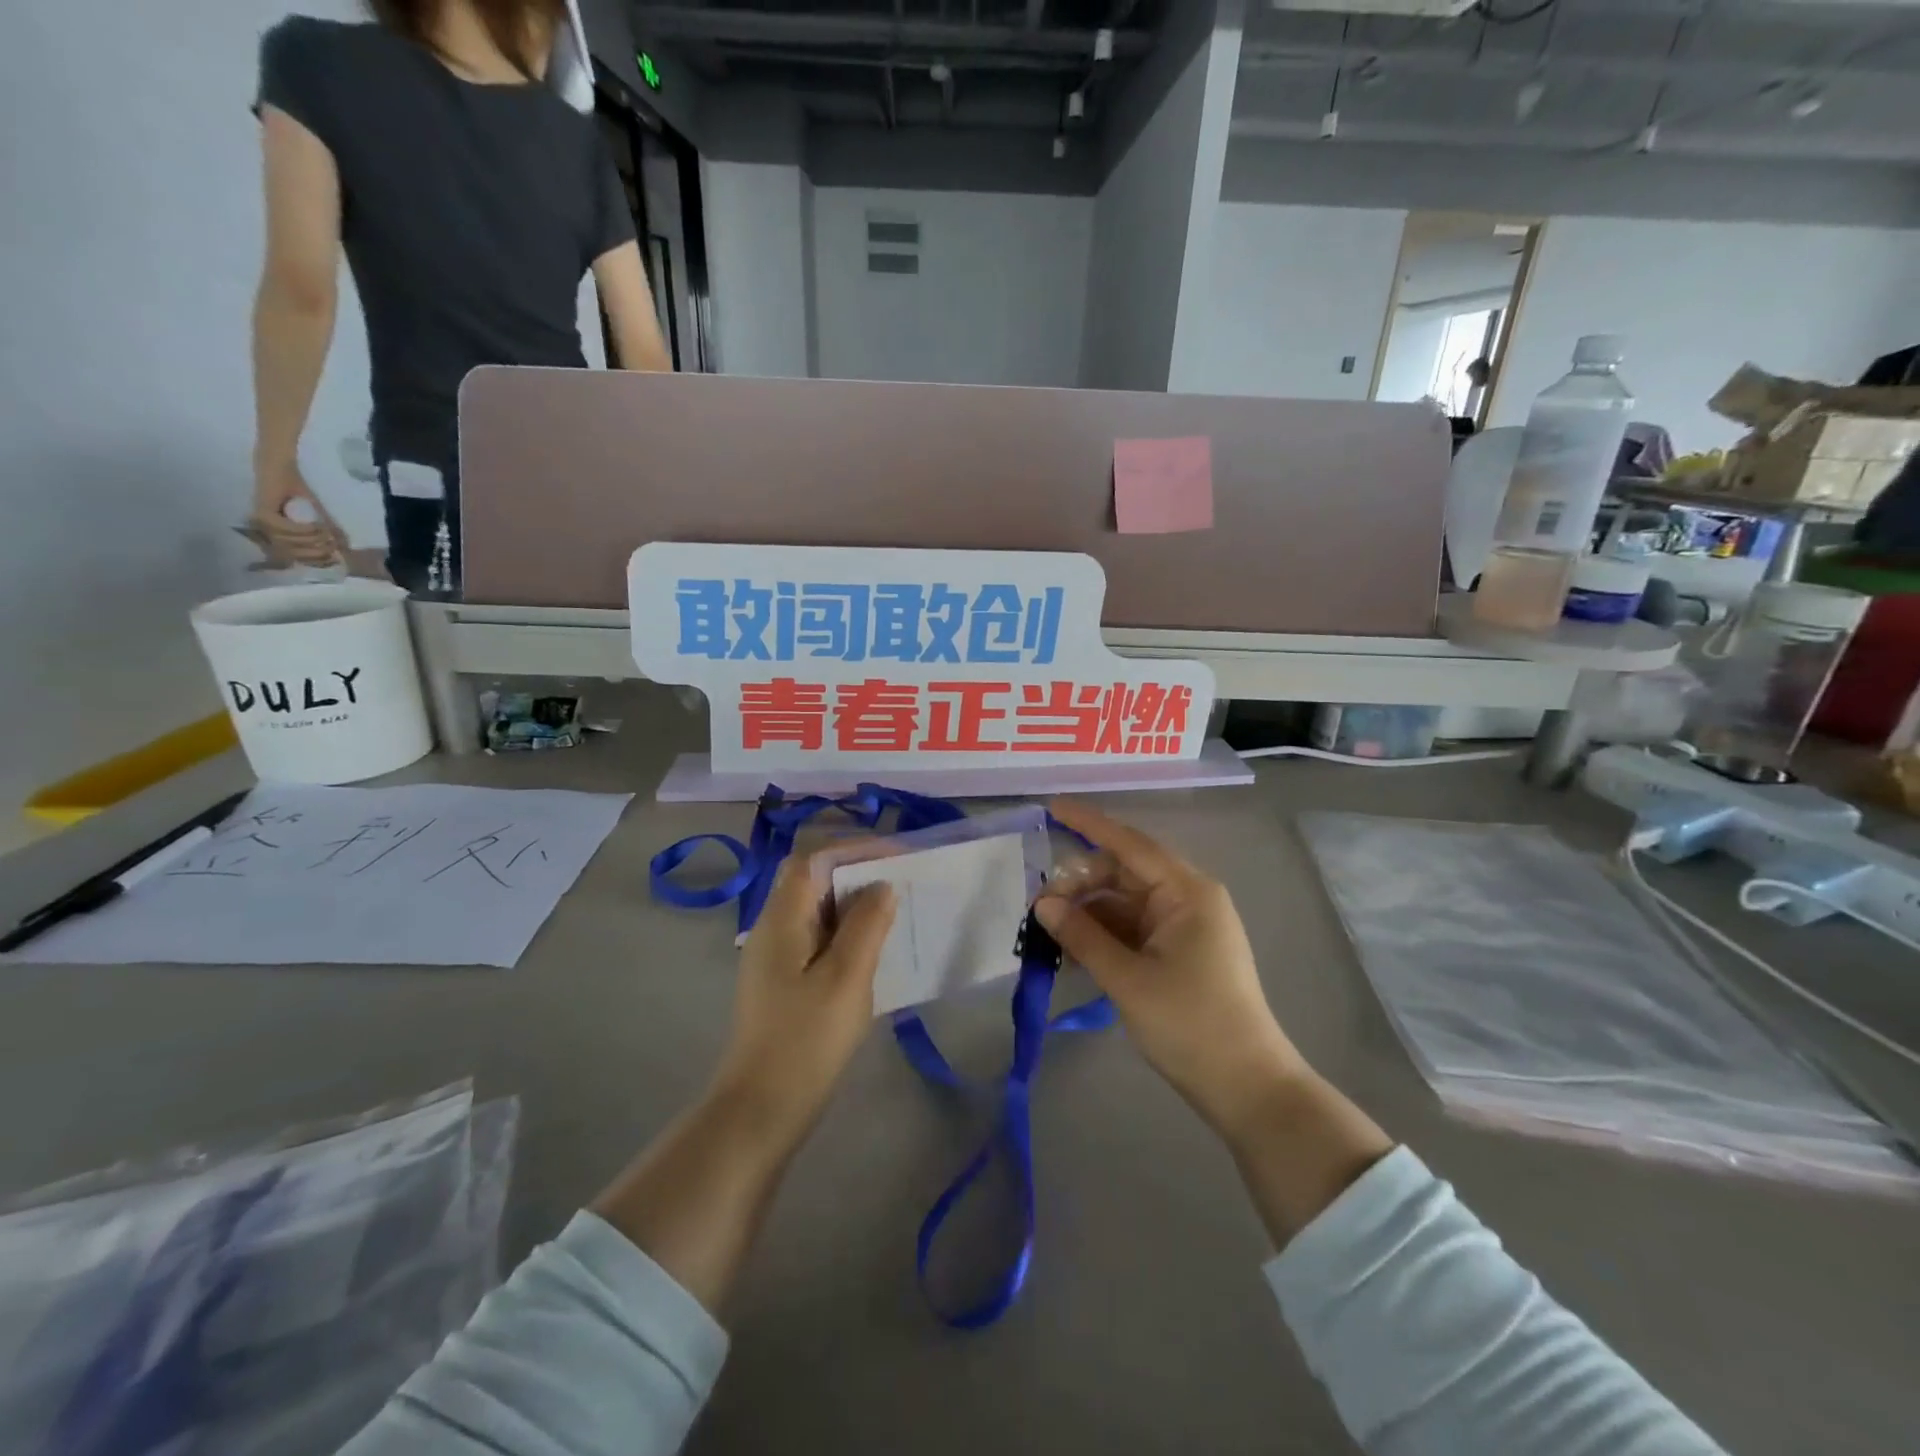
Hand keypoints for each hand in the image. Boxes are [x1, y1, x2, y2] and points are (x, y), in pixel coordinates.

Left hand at [251, 459, 340, 565]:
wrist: (280, 465)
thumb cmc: (296, 487)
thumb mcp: (317, 514)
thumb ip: (327, 531)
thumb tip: (345, 549)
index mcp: (275, 534)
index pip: (294, 557)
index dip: (316, 561)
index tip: (335, 559)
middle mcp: (264, 531)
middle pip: (292, 553)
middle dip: (316, 551)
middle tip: (334, 545)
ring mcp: (262, 523)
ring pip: (290, 543)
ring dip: (312, 540)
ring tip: (327, 533)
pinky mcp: (263, 514)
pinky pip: (286, 529)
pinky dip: (303, 529)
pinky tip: (316, 526)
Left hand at [709, 858, 896, 1149]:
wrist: (761, 1110)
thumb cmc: (806, 1040)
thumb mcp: (846, 978)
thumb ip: (866, 925)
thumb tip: (882, 885)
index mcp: (781, 919)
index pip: (812, 859)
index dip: (853, 849)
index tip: (896, 856)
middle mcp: (773, 928)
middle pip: (812, 880)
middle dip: (857, 873)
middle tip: (902, 882)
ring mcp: (775, 957)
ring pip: (817, 910)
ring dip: (854, 904)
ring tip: (896, 912)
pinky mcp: (783, 981)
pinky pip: (818, 938)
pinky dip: (847, 932)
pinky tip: (874, 951)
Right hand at [1035, 798, 1306, 1137]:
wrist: (1246, 1087)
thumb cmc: (1191, 1024)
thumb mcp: (1128, 979)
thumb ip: (1082, 936)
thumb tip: (1042, 903)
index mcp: (1186, 892)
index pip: (1129, 843)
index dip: (1088, 824)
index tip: (1051, 808)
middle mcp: (1187, 898)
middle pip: (1123, 873)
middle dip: (1080, 883)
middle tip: (1039, 905)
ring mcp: (1183, 926)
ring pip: (1124, 902)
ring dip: (1088, 912)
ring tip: (1047, 930)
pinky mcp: (1178, 952)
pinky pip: (1132, 928)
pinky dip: (1103, 934)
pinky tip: (1072, 951)